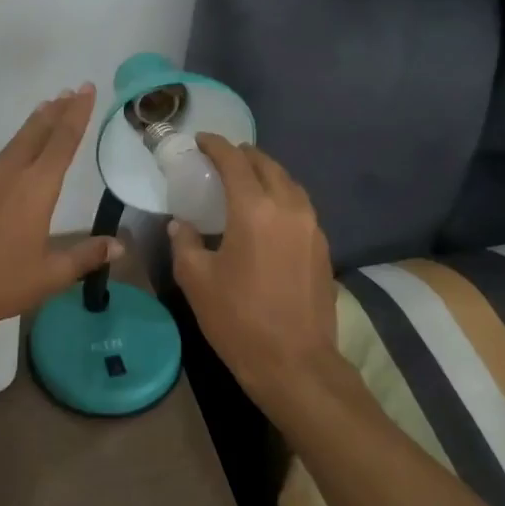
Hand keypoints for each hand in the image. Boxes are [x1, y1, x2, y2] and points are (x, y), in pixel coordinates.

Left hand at [0, 84, 121, 340]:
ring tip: (45, 111)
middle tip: (70, 91)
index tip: (86, 89)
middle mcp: (8, 175)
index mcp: (35, 189)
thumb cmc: (2, 283)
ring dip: (32, 127)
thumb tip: (120, 246)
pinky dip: (12, 152)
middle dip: (55, 111)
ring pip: (13, 145)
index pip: (62, 142)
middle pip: (36, 133)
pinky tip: (13, 164)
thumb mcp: (51, 274)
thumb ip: (86, 255)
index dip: (77, 114)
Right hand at [169, 135, 337, 404]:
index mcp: (254, 210)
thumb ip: (185, 243)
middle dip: (243, 155)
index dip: (216, 146)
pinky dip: (281, 196)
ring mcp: (311, 227)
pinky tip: (267, 213)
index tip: (201, 141)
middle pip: (267, 165)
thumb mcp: (196, 280)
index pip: (234, 162)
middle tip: (221, 158)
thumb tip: (181, 225)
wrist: (295, 364)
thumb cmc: (238, 320)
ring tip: (245, 180)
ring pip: (289, 183)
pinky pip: (300, 205)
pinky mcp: (322, 247)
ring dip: (266, 173)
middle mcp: (288, 208)